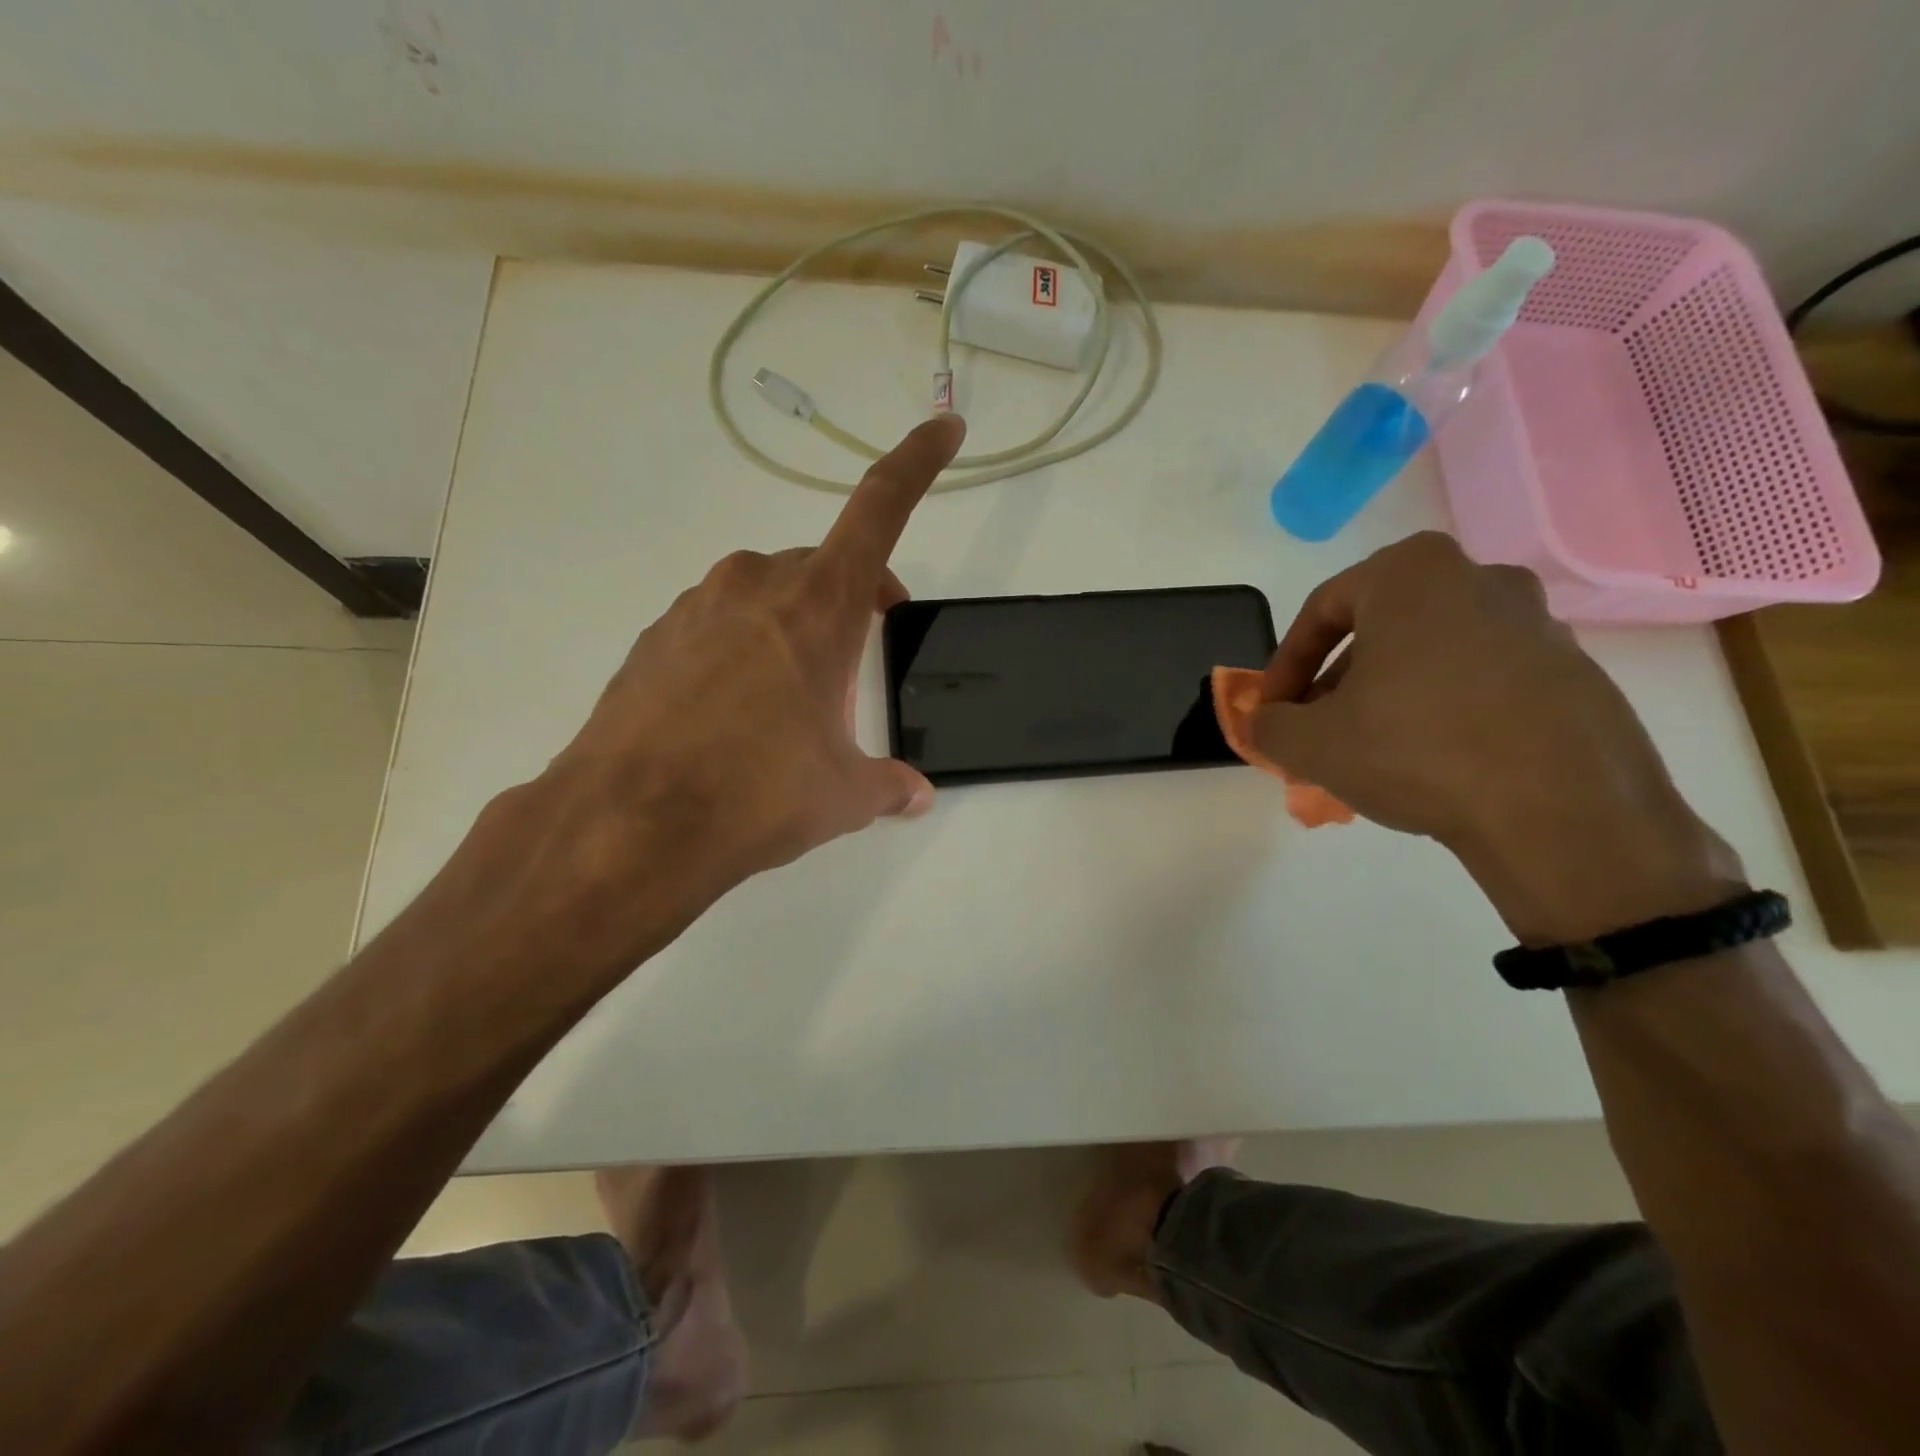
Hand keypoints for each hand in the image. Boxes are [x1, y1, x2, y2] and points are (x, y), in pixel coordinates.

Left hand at [476, 416, 965, 975]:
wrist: (628, 824)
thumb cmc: (758, 792)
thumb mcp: (843, 795)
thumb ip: (888, 785)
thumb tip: (915, 796)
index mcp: (819, 604)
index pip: (881, 508)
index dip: (918, 462)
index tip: (945, 427)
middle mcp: (757, 585)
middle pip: (822, 567)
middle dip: (850, 603)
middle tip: (857, 662)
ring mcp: (696, 607)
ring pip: (765, 595)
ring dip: (792, 629)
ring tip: (789, 704)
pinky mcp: (654, 639)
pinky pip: (716, 625)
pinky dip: (740, 650)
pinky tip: (731, 715)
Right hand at [1253, 533, 1739, 942]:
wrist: (1563, 814)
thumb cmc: (1417, 751)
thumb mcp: (1310, 743)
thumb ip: (1268, 724)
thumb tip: (1265, 722)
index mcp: (1413, 574)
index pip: (1323, 609)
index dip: (1285, 664)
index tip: (1274, 710)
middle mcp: (1480, 580)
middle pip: (1380, 629)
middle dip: (1337, 681)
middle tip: (1317, 728)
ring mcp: (1538, 625)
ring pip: (1432, 654)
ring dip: (1389, 695)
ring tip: (1371, 750)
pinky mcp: (1575, 673)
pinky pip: (1483, 681)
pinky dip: (1445, 710)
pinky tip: (1433, 761)